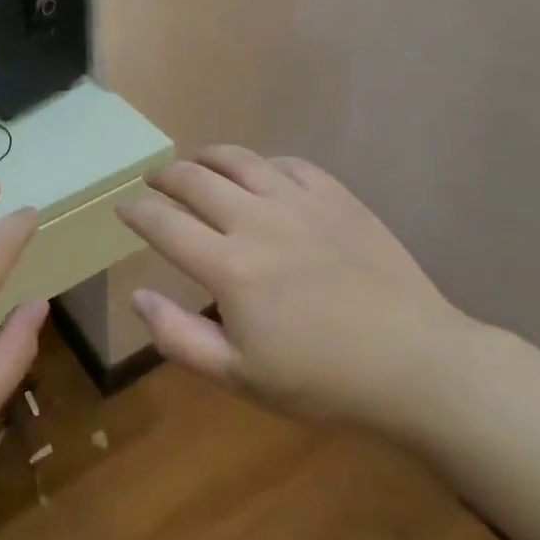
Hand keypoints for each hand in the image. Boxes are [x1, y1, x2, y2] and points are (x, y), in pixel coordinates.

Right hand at [117, 147, 477, 437]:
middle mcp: (257, 221)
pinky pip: (288, 164)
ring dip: (207, 158)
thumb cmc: (323, 381)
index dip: (136, 212)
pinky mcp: (337, 197)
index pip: (163, 223)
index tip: (124, 209)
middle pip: (194, 180)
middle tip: (154, 182)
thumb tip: (138, 296)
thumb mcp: (240, 377)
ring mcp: (300, 203)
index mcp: (229, 267)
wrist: (416, 366)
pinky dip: (262, 165)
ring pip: (239, 160)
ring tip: (197, 164)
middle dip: (165, 177)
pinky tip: (260, 176)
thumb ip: (178, 337)